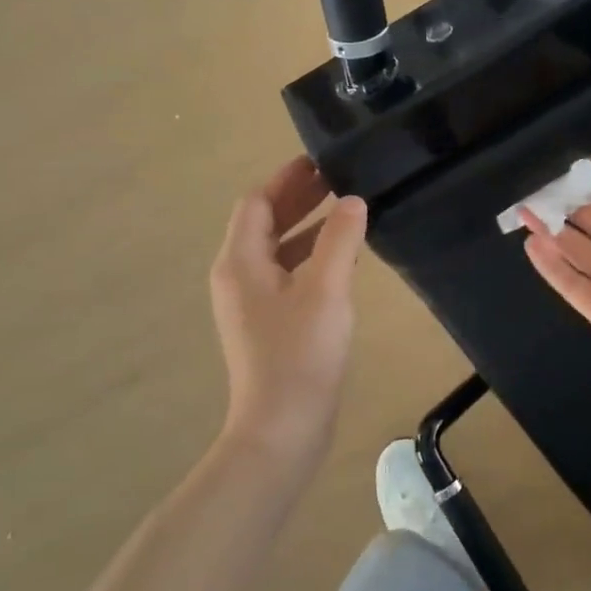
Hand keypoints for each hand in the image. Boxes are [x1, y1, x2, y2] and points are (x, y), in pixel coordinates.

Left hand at [210, 156, 368, 465]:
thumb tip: (352, 201)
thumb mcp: (326, 289)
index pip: (256, 203)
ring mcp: (251, 304)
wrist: (282, 430)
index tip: (321, 161)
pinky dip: (311, 256)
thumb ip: (340, 239)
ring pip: (278, 250)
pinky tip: (344, 258)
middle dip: (298, 199)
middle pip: (264, 223)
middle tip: (339, 178)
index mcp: (240, 262)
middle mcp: (238, 277)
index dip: (287, 179)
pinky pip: (287, 275)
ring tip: (348, 210)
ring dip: (308, 226)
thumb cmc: (300, 355)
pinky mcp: (269, 325)